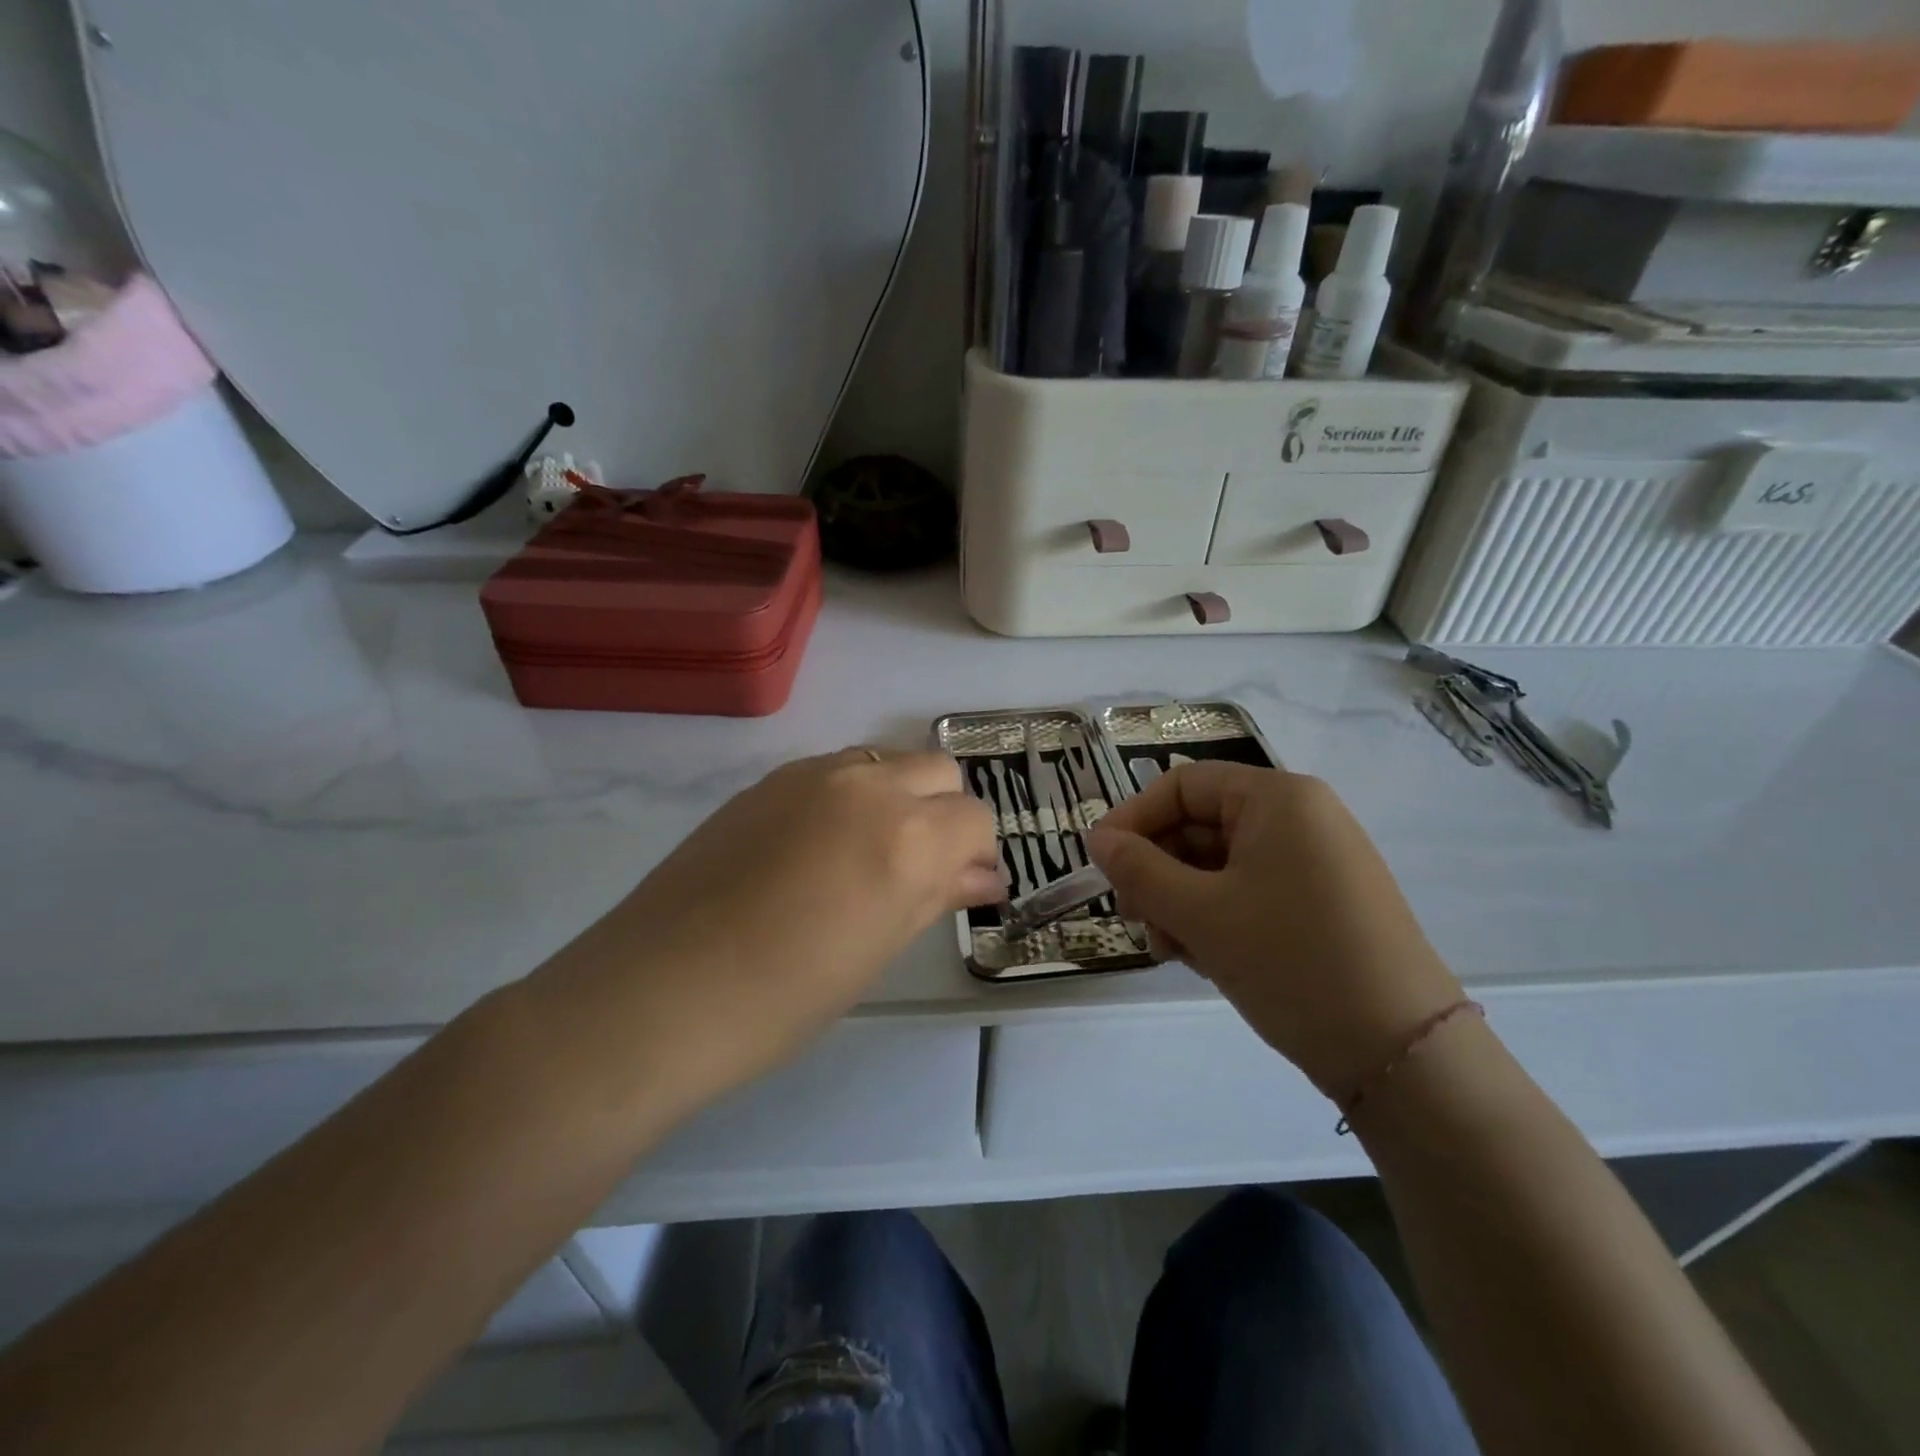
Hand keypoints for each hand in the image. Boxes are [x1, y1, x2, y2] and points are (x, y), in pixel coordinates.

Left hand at [536, 748, 1000, 1116]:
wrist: (659, 991)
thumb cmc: (784, 997)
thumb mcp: (878, 950)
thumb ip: (936, 896)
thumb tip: (983, 877)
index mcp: (908, 835)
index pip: (975, 818)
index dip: (976, 853)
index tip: (961, 887)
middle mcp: (868, 785)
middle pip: (938, 770)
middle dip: (945, 812)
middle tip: (922, 868)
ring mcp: (812, 773)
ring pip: (886, 761)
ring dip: (898, 797)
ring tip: (868, 855)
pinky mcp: (768, 779)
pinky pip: (836, 770)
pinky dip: (851, 795)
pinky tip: (819, 848)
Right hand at [1088, 761, 1461, 1100]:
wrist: (1402, 1055)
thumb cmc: (1292, 962)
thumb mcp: (1201, 914)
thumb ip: (1139, 870)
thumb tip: (1097, 840)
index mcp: (1278, 798)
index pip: (1182, 786)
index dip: (1132, 819)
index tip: (1099, 864)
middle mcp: (1301, 818)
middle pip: (1201, 825)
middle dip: (1158, 871)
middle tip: (1134, 919)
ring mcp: (1316, 862)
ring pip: (1220, 865)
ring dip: (1181, 901)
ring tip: (1170, 949)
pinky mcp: (1323, 903)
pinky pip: (1250, 892)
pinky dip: (1216, 917)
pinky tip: (1203, 958)